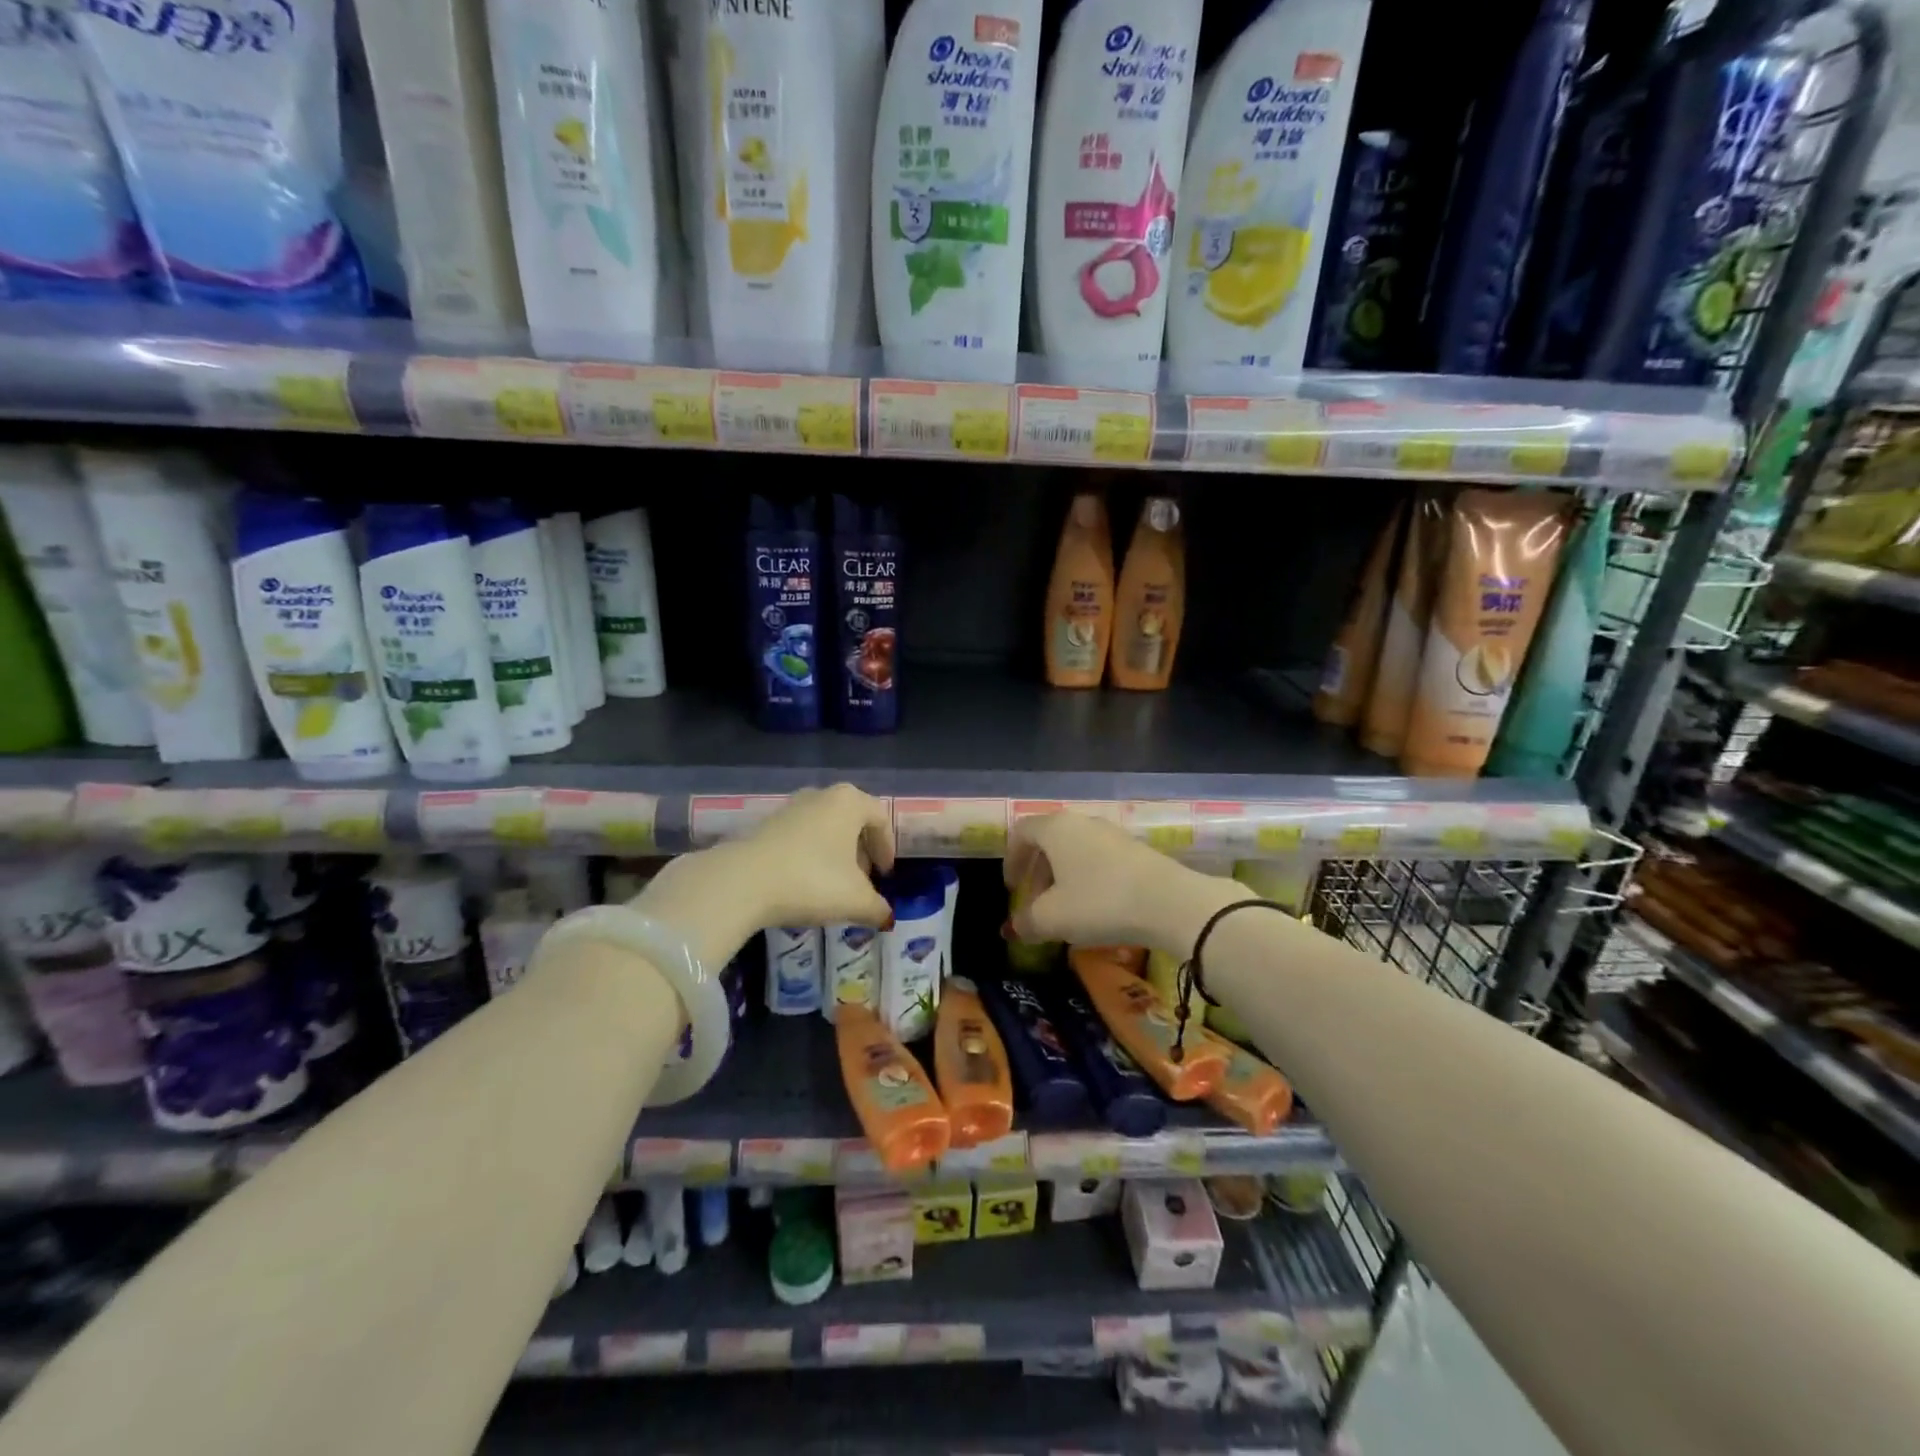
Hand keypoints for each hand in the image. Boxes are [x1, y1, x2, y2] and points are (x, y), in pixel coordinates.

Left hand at [721, 784, 896, 929]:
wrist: (743, 881)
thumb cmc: (812, 881)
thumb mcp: (855, 900)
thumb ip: (878, 908)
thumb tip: (887, 917)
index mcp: (849, 802)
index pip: (880, 818)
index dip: (887, 848)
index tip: (885, 875)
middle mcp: (821, 795)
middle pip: (851, 820)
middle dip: (861, 851)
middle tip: (862, 881)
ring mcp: (790, 807)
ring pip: (824, 828)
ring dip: (834, 854)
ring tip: (833, 885)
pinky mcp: (765, 824)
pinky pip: (800, 836)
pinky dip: (810, 855)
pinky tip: (804, 883)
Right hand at [1005, 811, 1241, 954]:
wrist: (1170, 903)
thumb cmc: (1100, 902)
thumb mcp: (1053, 918)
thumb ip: (1027, 921)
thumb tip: (1016, 927)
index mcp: (1056, 828)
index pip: (1021, 832)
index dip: (1011, 860)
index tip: (1011, 889)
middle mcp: (1082, 822)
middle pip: (1049, 841)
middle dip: (1037, 873)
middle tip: (1035, 905)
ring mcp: (1112, 834)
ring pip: (1075, 851)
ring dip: (1063, 878)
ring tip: (1066, 911)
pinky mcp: (1137, 850)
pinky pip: (1100, 860)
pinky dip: (1088, 879)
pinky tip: (1096, 909)